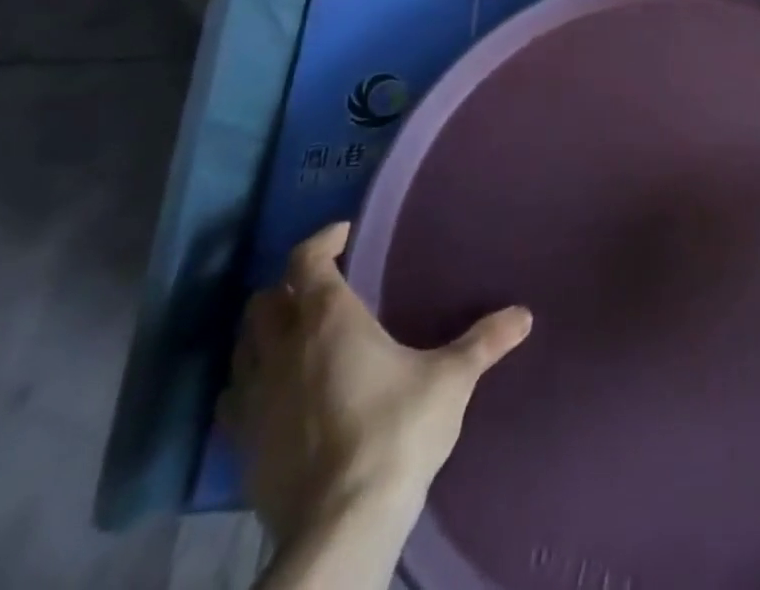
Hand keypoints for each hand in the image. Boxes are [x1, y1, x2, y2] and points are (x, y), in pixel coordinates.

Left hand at [218, 221, 532, 550]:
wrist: (342, 525)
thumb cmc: (397, 430)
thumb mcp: (451, 379)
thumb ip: (485, 341)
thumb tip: (524, 315)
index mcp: (328, 320)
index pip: (306, 261)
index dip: (322, 240)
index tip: (345, 234)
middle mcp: (282, 350)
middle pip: (265, 301)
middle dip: (289, 287)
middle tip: (323, 288)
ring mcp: (254, 401)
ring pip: (242, 348)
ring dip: (265, 335)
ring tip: (298, 338)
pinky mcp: (241, 449)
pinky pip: (235, 400)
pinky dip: (251, 384)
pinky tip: (278, 395)